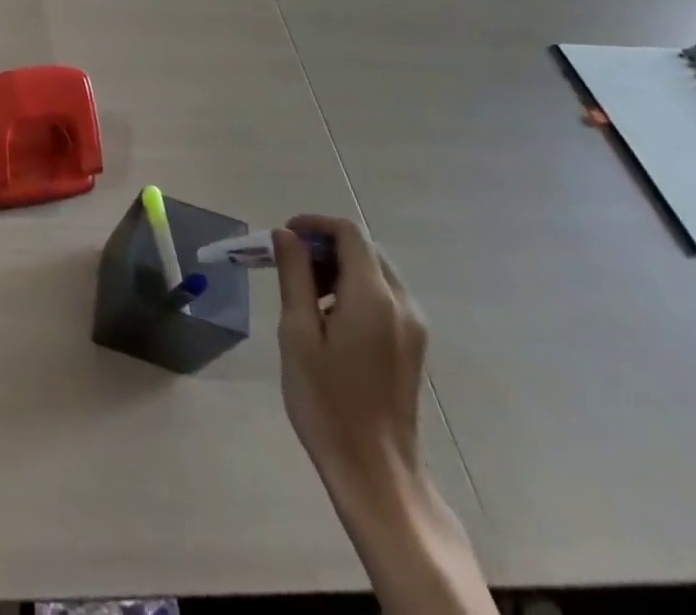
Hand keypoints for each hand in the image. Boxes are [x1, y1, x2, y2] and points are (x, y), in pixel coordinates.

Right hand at [273, 214, 428, 505]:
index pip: (349, 233)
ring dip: (339, 267)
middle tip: (289, 264)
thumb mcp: (297, 333)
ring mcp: (413, 327)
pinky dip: (354, 289)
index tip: (282, 237)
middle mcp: (402, 304)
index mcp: (373, 297)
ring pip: (375, 271)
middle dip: (325, 245)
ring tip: (304, 293)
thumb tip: (286, 235)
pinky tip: (329, 318)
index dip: (314, 224)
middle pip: (365, 249)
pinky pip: (384, 297)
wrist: (375, 470)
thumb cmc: (327, 400)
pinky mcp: (412, 345)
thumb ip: (294, 276)